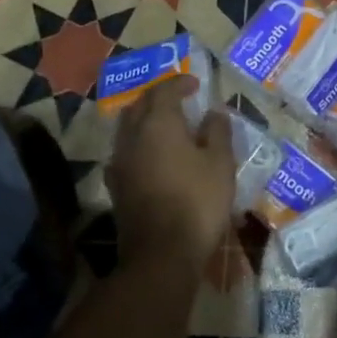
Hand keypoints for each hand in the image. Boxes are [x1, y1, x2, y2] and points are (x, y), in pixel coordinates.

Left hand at [106, 77, 235, 274]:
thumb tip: (213, 113)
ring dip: (146, 120)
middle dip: (158, 98)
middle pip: (140, 105)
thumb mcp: (220, 163)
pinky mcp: (116, 186)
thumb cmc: (197, 202)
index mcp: (158, 123)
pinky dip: (140, 144)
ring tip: (167, 126)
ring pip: (128, 128)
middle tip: (179, 100)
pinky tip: (153, 156)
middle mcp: (132, 136)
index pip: (164, 90)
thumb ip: (217, 132)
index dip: (180, 83)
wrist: (161, 255)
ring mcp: (120, 162)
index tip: (196, 84)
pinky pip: (126, 152)